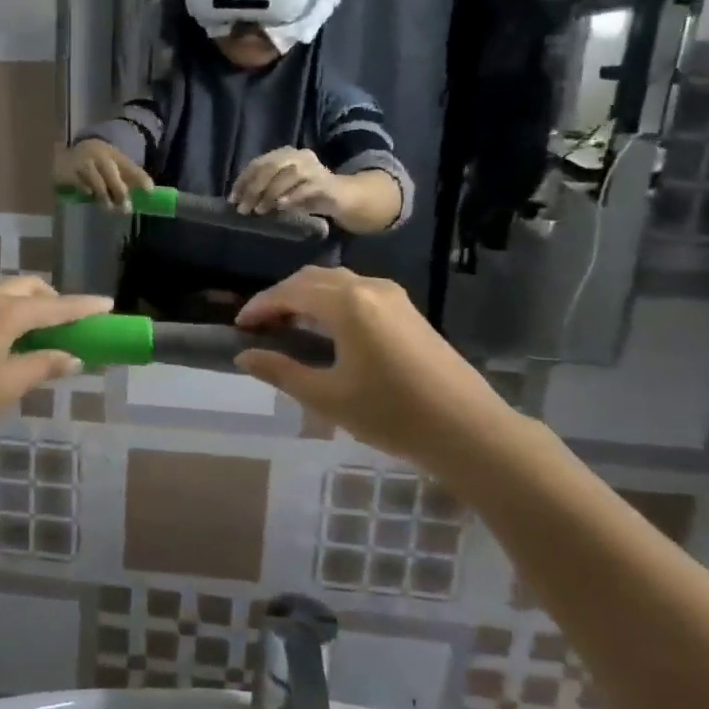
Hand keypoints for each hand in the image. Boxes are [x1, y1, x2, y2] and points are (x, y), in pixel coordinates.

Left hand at [0, 279, 112, 465]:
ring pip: (3, 295)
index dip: (83, 307)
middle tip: (71, 325)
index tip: (108, 304)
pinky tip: (7, 343)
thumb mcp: (5, 386)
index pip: (54, 305)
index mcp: (2, 311)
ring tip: (41, 337)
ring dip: (27, 307)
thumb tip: (73, 357)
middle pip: (26, 288)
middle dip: (53, 301)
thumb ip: (42, 366)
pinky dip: (6, 315)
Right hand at [55, 139, 152, 210]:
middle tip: (126, 209)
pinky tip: (88, 195)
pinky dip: (87, 191)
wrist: (65, 154)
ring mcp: (84, 163)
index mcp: (113, 154)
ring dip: (104, 197)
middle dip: (120, 193)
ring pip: (98, 183)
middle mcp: (99, 156)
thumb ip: (125, 177)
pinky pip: (81, 185)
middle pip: (112, 176)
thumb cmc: (94, 163)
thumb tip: (144, 194)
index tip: (150, 191)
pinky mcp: (70, 172)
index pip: (129, 166)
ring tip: (108, 207)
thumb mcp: (110, 164)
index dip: (140, 178)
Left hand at [230, 146, 339, 216]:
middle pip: (270, 168)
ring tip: (259, 211)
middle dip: (253, 189)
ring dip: (269, 194)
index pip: (258, 163)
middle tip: (243, 209)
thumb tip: (238, 200)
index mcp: (284, 154)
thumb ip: (262, 190)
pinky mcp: (325, 182)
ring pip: (287, 175)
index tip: (232, 199)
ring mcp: (313, 167)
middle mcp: (298, 156)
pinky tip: (281, 206)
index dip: (243, 181)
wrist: (340, 198)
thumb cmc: (305, 194)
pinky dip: (291, 196)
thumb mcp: (280, 190)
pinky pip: (306, 187)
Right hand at [232, 266, 519, 470]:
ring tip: (287, 327)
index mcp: (346, 304)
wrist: (469, 430)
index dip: (260, 306)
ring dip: (306, 297)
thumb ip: (281, 371)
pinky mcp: (407, 311)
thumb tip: (245, 356)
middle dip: (281, 297)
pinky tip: (325, 331)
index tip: (239, 326)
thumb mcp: (327, 397)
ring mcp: (393, 297)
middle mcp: (368, 288)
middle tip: (260, 326)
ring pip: (336, 283)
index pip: (289, 292)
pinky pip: (357, 292)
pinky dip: (330, 302)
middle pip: (312, 278)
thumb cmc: (392, 414)